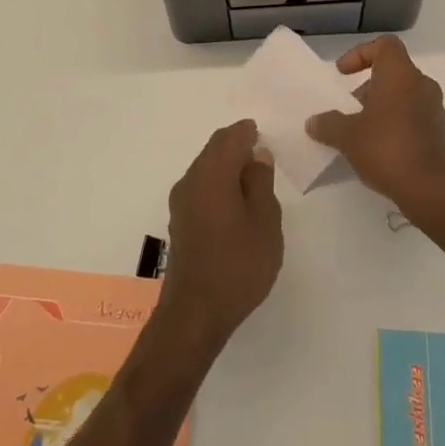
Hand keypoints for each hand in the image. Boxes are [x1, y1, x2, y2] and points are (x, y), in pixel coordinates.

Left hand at [157, 121, 282, 347]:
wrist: (195, 313)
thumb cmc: (238, 265)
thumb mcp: (265, 222)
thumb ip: (261, 182)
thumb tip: (257, 155)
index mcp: (212, 174)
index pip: (230, 137)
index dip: (248, 132)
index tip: (265, 134)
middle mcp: (190, 180)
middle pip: (214, 149)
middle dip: (237, 145)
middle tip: (262, 153)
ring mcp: (181, 202)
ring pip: (206, 168)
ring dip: (227, 165)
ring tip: (254, 179)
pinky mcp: (180, 221)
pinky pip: (201, 187)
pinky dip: (218, 183)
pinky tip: (235, 201)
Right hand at [306, 36, 444, 234]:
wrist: (435, 191)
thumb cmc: (389, 150)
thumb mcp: (348, 137)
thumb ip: (329, 124)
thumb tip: (314, 122)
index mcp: (401, 75)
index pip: (384, 45)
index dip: (360, 53)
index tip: (342, 73)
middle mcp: (421, 86)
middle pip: (392, 72)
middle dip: (366, 86)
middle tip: (347, 108)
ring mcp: (434, 110)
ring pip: (402, 96)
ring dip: (379, 107)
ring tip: (358, 132)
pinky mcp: (439, 134)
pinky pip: (411, 117)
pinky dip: (393, 124)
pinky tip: (377, 150)